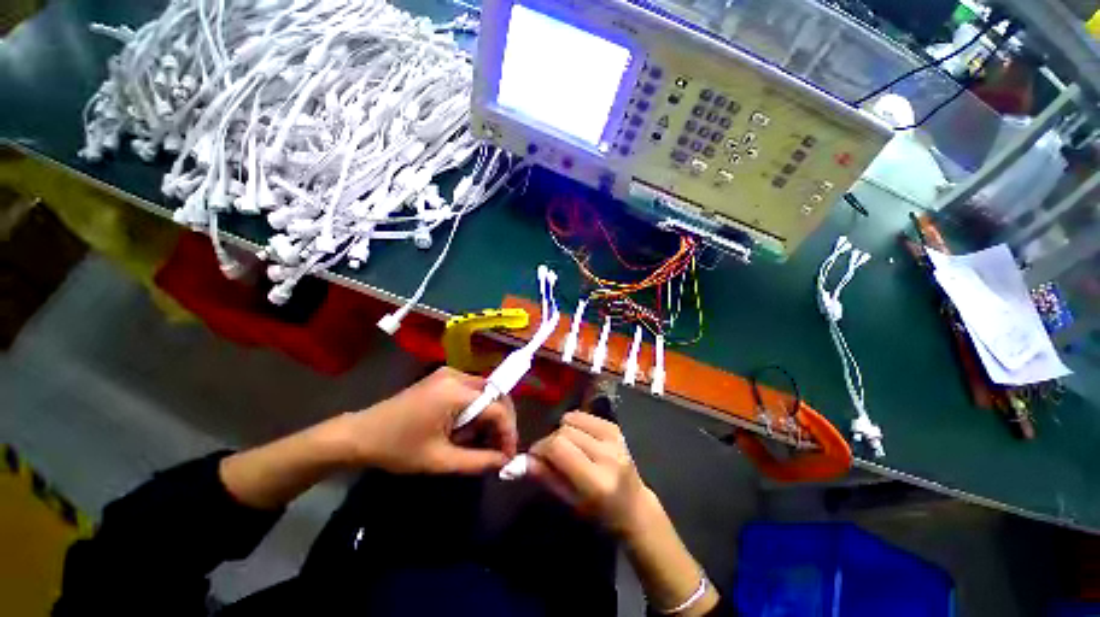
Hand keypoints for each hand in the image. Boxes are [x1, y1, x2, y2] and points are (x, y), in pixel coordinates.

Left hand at [328, 367, 516, 474]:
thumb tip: (505, 462)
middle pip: (495, 395)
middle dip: (500, 423)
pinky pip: (471, 392)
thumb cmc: (397, 449)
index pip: (497, 408)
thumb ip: (477, 461)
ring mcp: (449, 374)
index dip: (508, 432)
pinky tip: (464, 428)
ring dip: (487, 417)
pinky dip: (475, 410)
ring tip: (475, 441)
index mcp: (455, 392)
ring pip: (485, 393)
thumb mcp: (439, 461)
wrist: (359, 435)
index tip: (508, 457)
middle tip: (496, 449)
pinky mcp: (442, 378)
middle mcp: (457, 375)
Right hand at [527, 411, 650, 536]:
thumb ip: (546, 478)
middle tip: (549, 456)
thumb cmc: (600, 514)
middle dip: (550, 441)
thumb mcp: (570, 502)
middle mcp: (607, 454)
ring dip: (562, 431)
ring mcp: (614, 437)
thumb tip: (522, 460)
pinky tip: (579, 439)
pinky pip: (583, 415)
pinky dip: (574, 424)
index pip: (558, 447)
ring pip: (571, 419)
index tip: (534, 457)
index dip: (540, 448)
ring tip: (567, 448)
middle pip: (564, 431)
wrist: (634, 506)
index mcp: (596, 480)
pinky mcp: (615, 427)